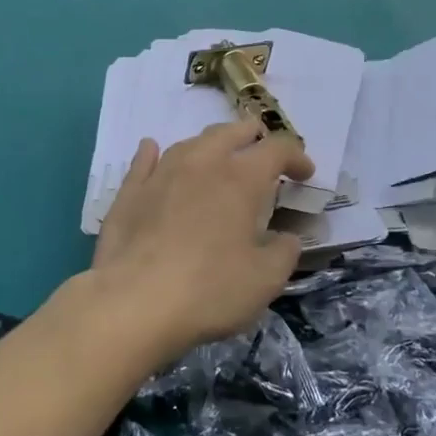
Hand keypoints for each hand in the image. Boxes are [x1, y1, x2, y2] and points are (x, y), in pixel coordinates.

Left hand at [89, 120, 315, 360]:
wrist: (133, 303)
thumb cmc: (209, 290)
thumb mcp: (265, 280)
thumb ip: (284, 252)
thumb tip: (286, 238)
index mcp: (240, 179)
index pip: (277, 149)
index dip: (296, 157)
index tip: (305, 174)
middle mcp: (201, 164)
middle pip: (230, 133)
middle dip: (251, 136)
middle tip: (262, 148)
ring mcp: (161, 174)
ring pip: (189, 143)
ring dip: (210, 144)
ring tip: (217, 155)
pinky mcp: (129, 193)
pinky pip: (144, 161)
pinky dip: (153, 153)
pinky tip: (151, 149)